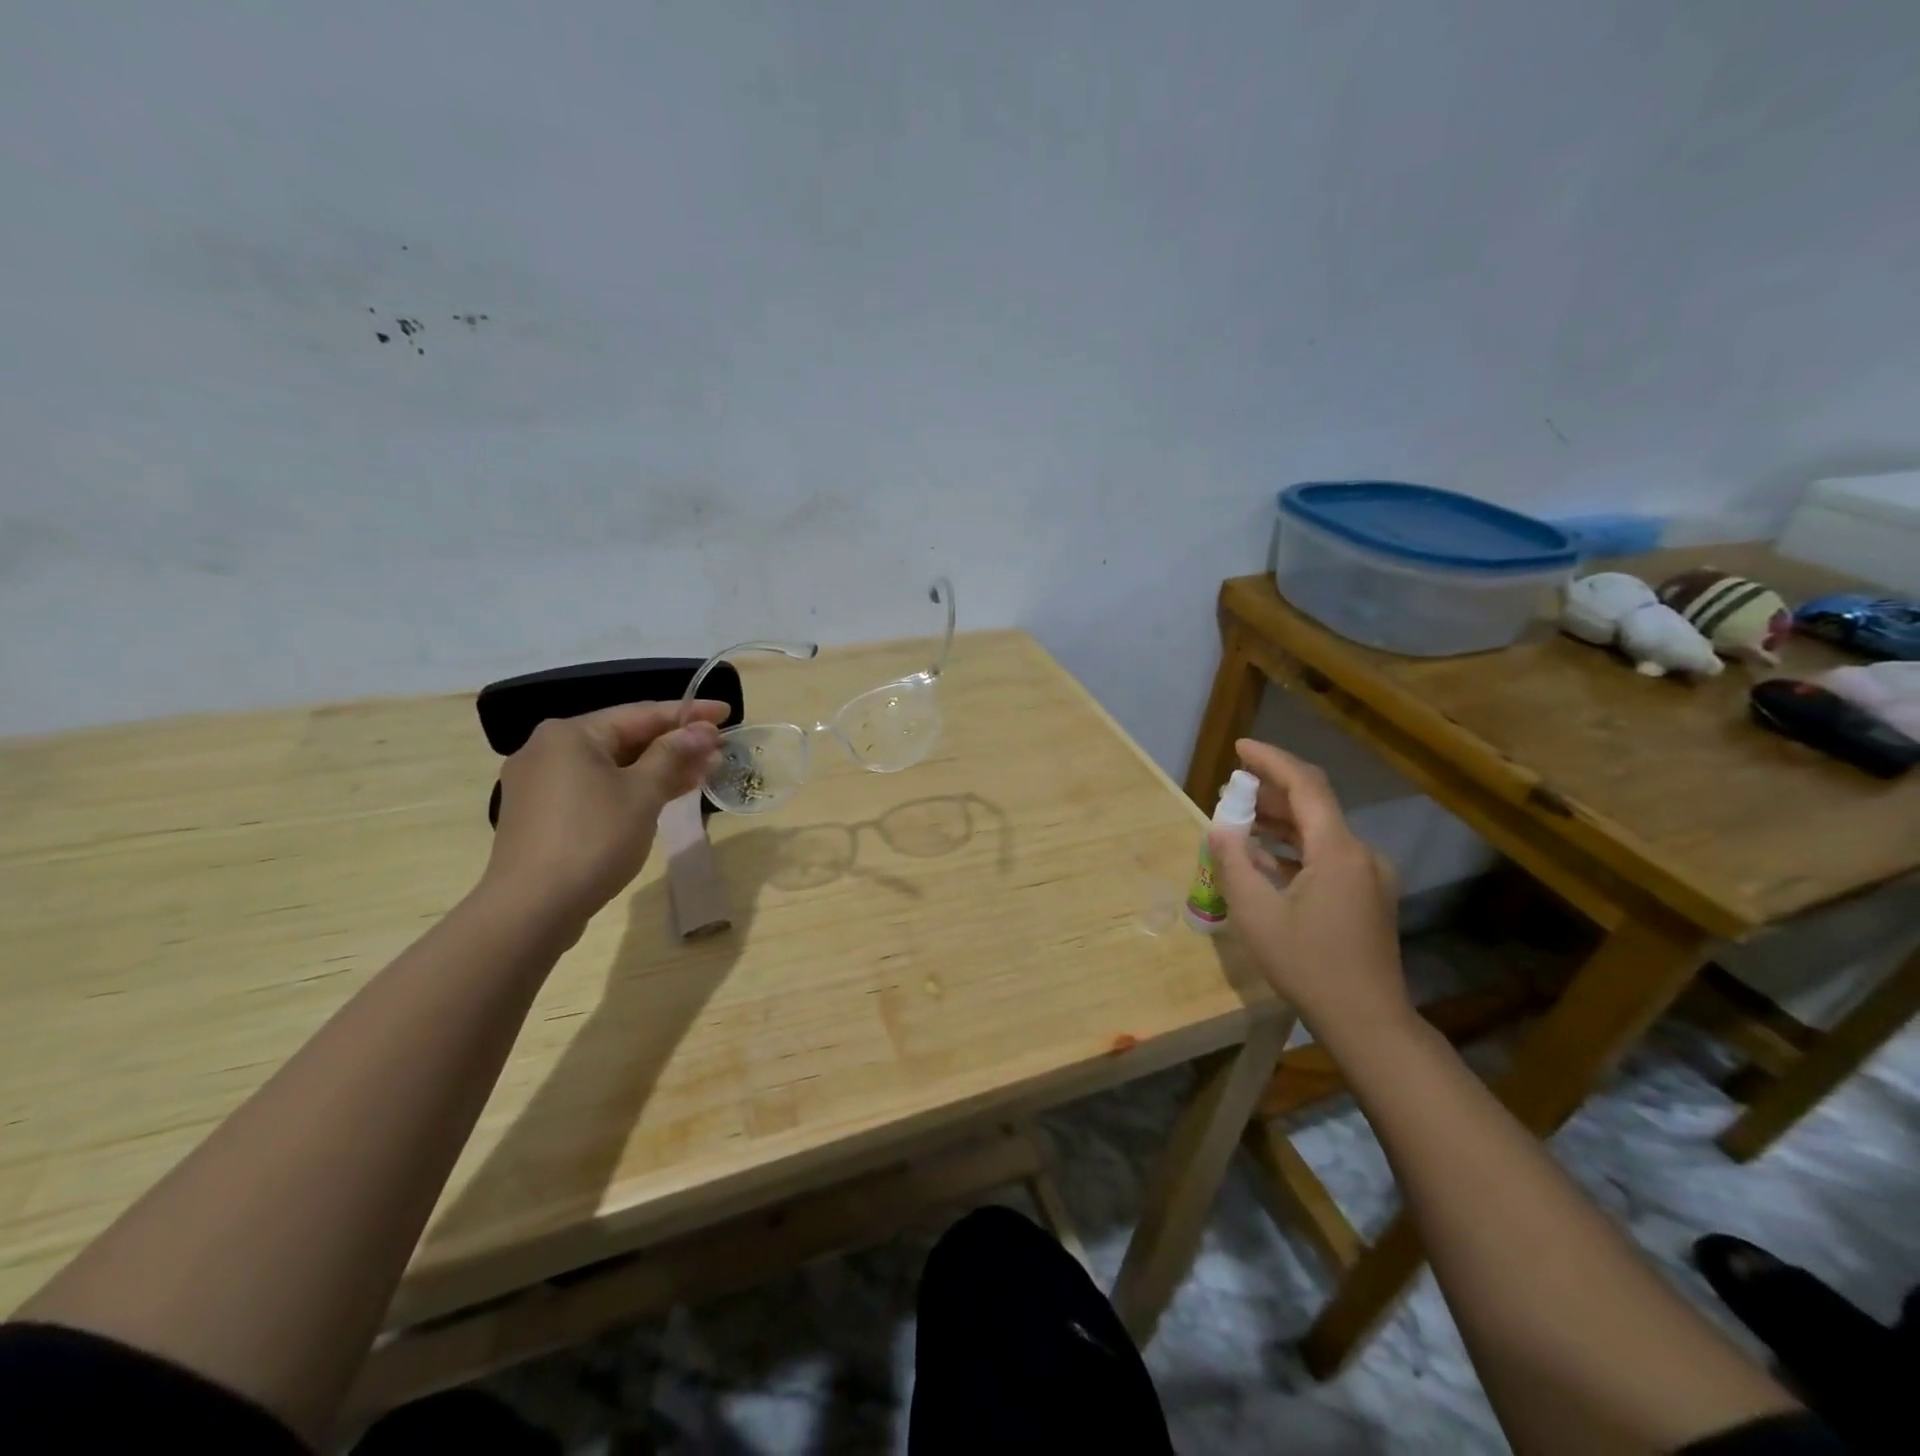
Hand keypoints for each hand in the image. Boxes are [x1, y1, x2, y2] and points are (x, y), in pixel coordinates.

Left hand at [481, 701, 726, 933]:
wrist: (532, 908)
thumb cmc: (593, 839)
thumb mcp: (642, 793)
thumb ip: (673, 755)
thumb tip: (702, 731)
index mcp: (570, 734)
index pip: (641, 713)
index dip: (689, 713)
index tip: (726, 712)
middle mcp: (550, 749)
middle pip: (626, 738)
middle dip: (676, 744)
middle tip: (720, 748)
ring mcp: (543, 783)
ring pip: (614, 765)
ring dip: (660, 768)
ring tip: (705, 771)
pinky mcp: (545, 814)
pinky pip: (599, 787)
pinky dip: (634, 788)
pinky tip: (668, 793)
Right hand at [1207, 739, 1409, 1039]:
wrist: (1368, 1020)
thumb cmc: (1308, 965)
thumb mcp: (1256, 914)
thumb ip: (1234, 863)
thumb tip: (1219, 827)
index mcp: (1338, 850)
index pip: (1305, 785)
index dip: (1271, 761)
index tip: (1239, 749)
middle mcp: (1361, 853)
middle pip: (1314, 805)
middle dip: (1271, 792)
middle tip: (1230, 790)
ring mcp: (1369, 875)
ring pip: (1320, 831)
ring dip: (1280, 822)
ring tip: (1239, 821)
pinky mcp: (1368, 895)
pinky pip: (1327, 855)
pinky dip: (1295, 848)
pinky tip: (1265, 859)